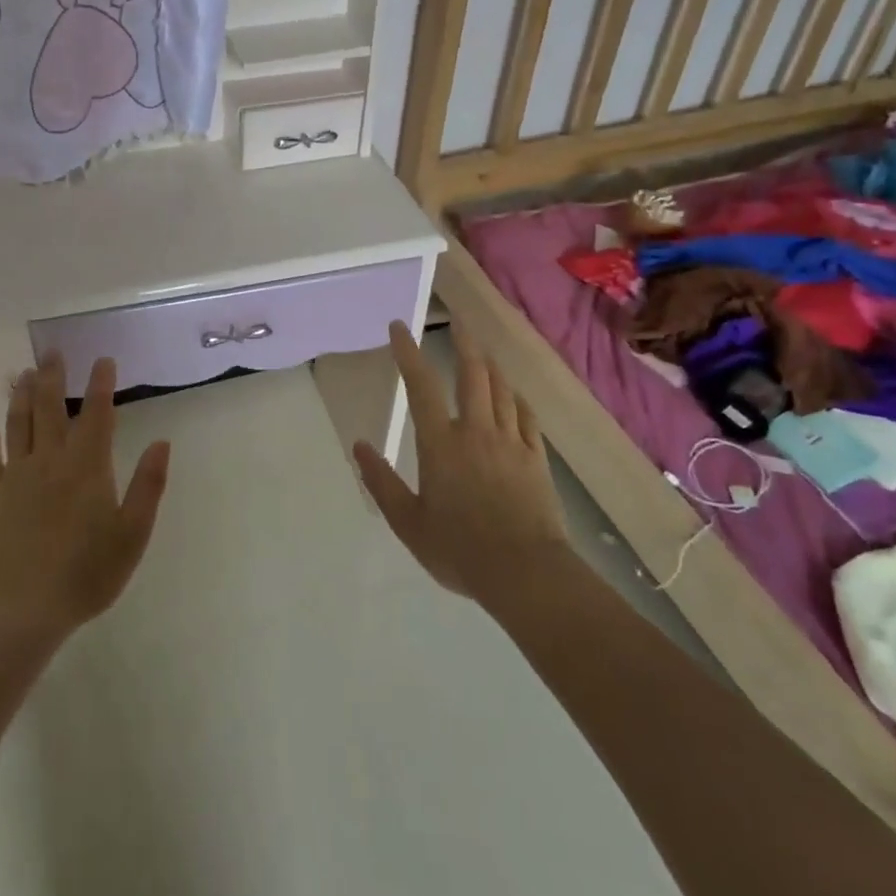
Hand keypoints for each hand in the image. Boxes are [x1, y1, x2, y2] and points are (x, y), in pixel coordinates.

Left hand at [0, 353, 169, 644]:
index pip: (96, 414)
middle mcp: (50, 461)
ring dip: (20, 396)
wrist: (24, 608)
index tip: (102, 359)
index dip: (101, 384)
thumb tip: (161, 442)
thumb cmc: (87, 573)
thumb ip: (148, 485)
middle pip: (49, 408)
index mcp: (87, 466)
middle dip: (51, 376)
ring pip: (17, 425)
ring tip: (22, 374)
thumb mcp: (132, 534)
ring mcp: (16, 477)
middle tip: (52, 352)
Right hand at [352, 322, 570, 616]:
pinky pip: (527, 417)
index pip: (421, 386)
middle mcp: (476, 431)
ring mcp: (511, 442)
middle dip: (463, 343)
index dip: (409, 352)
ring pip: (501, 390)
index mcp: (441, 443)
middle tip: (457, 322)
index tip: (399, 327)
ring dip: (490, 365)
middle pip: (472, 374)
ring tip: (482, 350)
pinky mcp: (536, 458)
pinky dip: (517, 398)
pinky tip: (514, 394)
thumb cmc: (459, 549)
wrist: (525, 573)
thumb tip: (360, 445)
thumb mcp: (408, 522)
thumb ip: (381, 481)